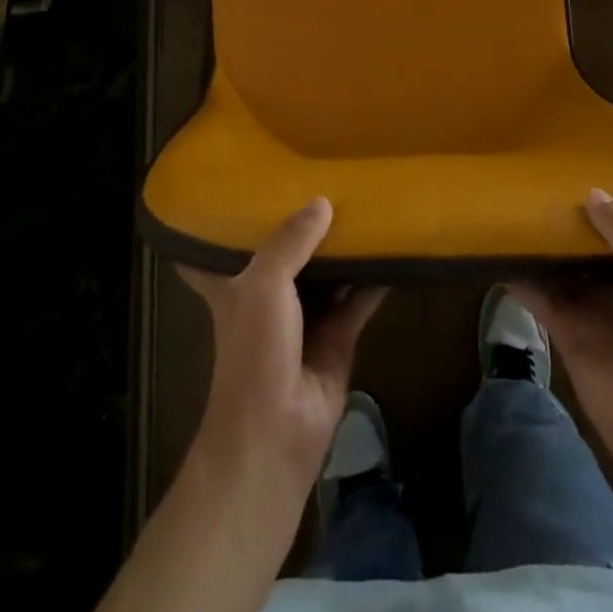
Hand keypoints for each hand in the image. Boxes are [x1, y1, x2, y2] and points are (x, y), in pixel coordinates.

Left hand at [180, 198, 386, 484]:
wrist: (275, 434)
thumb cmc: (254, 352)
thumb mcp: (263, 285)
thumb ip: (290, 241)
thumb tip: (323, 201)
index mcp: (236, 284)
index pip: (217, 250)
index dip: (225, 222)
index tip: (241, 188)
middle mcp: (268, 296)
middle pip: (286, 253)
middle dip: (303, 224)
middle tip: (327, 177)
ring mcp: (305, 318)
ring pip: (326, 272)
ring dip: (344, 247)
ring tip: (369, 202)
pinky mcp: (338, 338)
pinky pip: (358, 299)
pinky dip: (375, 278)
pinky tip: (395, 248)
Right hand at [512, 188, 612, 472]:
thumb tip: (593, 192)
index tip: (589, 173)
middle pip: (592, 246)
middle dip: (571, 221)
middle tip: (541, 184)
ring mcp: (593, 308)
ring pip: (563, 268)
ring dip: (543, 247)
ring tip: (514, 209)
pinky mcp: (566, 329)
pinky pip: (540, 296)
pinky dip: (520, 278)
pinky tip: (497, 254)